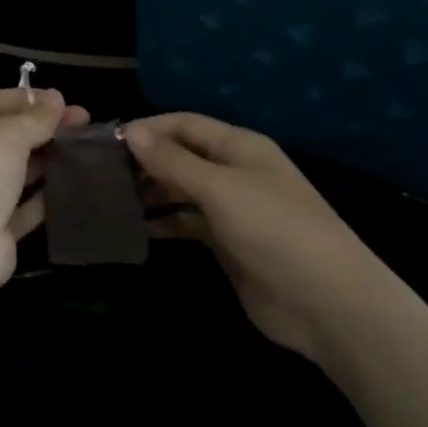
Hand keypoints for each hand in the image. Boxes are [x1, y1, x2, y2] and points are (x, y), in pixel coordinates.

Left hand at [0, 88, 89, 298]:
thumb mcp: (7, 134)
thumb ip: (35, 117)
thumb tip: (56, 98)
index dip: (30, 98)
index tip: (67, 102)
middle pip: (8, 134)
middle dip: (45, 128)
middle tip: (86, 125)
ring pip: (18, 170)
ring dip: (49, 160)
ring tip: (88, 152)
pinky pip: (25, 206)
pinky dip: (47, 196)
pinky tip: (77, 186)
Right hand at [123, 113, 385, 360]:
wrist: (326, 302)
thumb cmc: (273, 230)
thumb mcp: (219, 188)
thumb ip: (172, 161)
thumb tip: (130, 131)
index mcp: (239, 146)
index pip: (184, 124)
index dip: (147, 129)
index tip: (105, 142)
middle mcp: (234, 171)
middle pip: (181, 156)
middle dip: (145, 161)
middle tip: (101, 175)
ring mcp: (232, 208)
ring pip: (182, 190)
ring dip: (151, 192)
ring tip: (112, 201)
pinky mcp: (228, 242)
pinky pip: (188, 223)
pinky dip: (165, 223)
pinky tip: (138, 229)